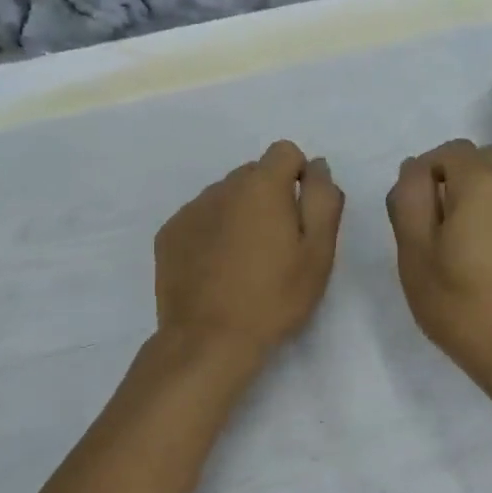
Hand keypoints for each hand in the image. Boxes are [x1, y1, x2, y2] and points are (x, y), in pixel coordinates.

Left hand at [154, 140, 344, 365]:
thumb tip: (318, 166)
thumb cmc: (274, 299)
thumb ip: (323, 201)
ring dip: (239, 217)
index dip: (299, 179)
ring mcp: (189, 211)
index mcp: (261, 186)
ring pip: (224, 198)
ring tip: (244, 264)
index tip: (301, 219)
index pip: (285, 152)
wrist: (209, 340)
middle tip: (276, 249)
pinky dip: (211, 236)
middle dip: (268, 199)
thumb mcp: (317, 254)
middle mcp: (221, 187)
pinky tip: (216, 273)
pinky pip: (199, 221)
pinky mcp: (168, 236)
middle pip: (253, 175)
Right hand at [386, 140, 491, 392]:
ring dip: (469, 201)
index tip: (408, 216)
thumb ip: (408, 203)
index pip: (447, 151)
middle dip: (448, 181)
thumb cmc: (462, 305)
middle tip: (427, 226)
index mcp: (481, 182)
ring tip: (449, 245)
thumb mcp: (416, 254)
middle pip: (478, 160)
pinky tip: (475, 259)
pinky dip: (489, 219)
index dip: (421, 174)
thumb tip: (412, 171)